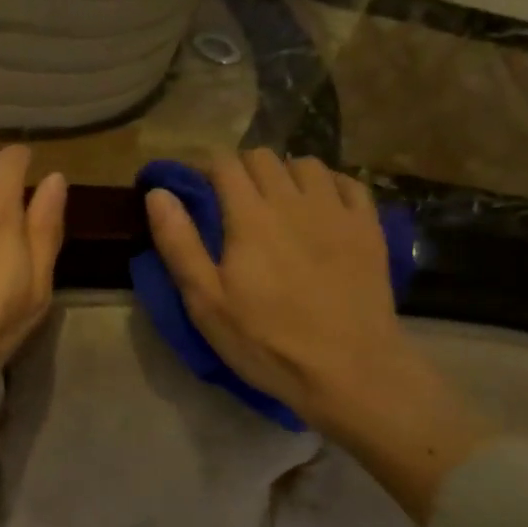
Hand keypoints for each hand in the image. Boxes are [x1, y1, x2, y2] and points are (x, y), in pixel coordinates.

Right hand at [145, 150, 491, 523]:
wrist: (348, 369)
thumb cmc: (266, 342)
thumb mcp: (206, 303)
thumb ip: (179, 243)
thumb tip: (158, 193)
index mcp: (250, 216)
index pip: (224, 164)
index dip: (204, 168)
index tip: (194, 189)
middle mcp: (294, 200)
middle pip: (263, 157)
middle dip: (240, 169)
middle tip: (230, 201)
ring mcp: (337, 211)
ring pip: (306, 164)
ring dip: (283, 173)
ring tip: (276, 202)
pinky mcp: (369, 228)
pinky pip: (348, 182)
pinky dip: (327, 183)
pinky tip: (320, 205)